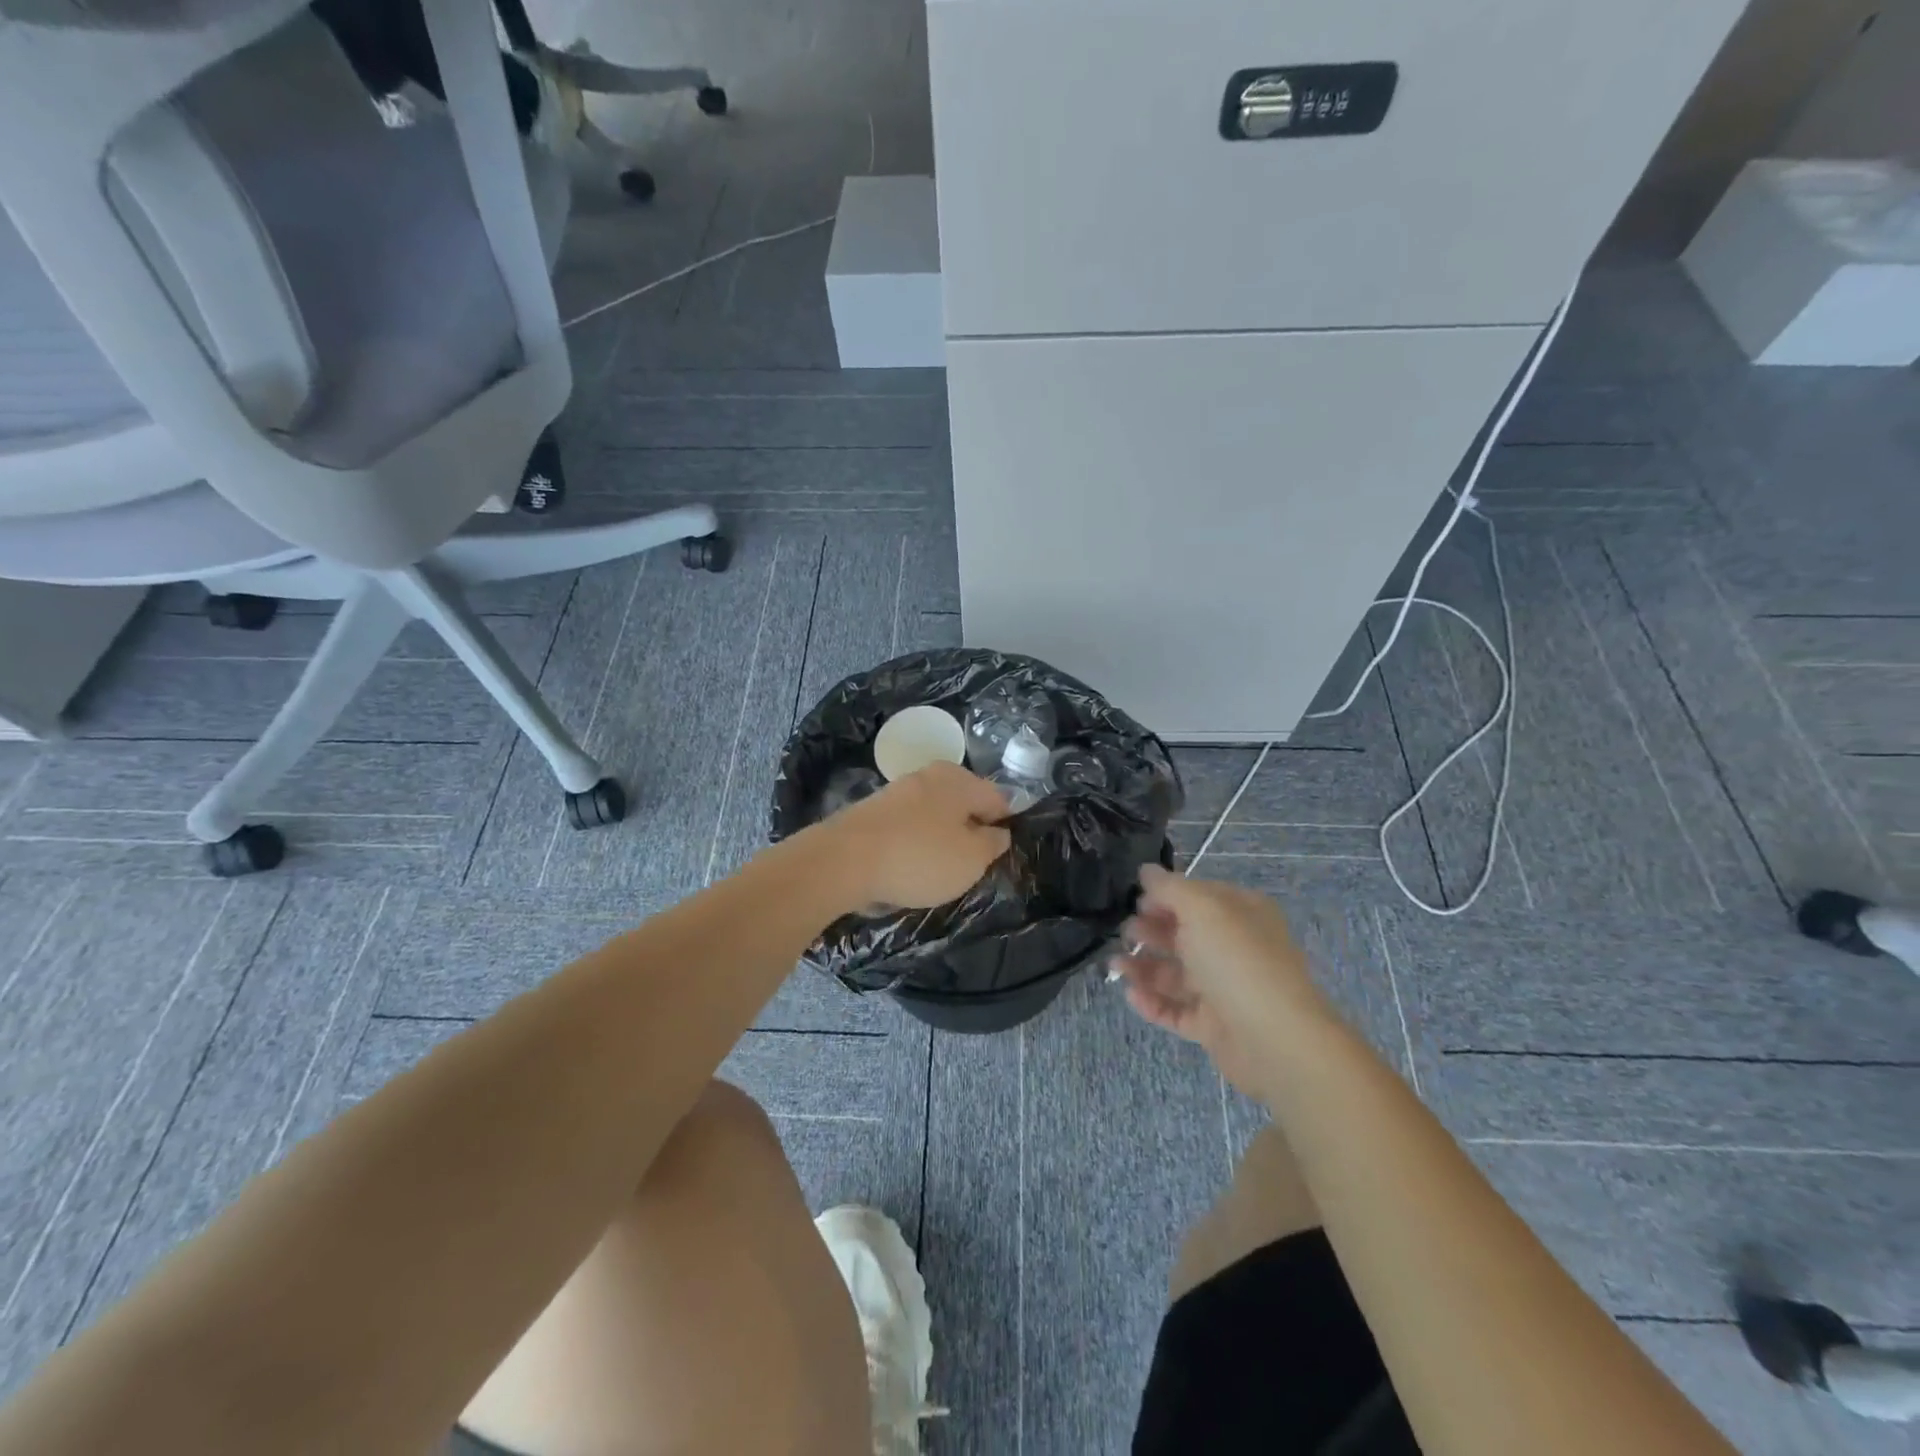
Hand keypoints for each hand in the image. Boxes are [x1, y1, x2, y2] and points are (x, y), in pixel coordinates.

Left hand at [819, 761, 1011, 911]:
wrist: (844, 860)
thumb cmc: (920, 858)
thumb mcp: (971, 859)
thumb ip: (992, 844)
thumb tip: (998, 832)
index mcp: (960, 779)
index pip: (998, 799)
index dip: (1005, 827)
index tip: (1000, 856)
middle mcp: (930, 775)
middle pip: (963, 804)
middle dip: (970, 832)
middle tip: (971, 867)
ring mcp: (898, 791)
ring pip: (934, 815)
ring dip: (940, 840)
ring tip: (938, 873)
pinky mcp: (873, 811)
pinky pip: (907, 828)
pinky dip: (913, 845)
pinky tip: (908, 869)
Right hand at [1109, 865, 1334, 1096]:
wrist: (1275, 1040)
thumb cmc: (1237, 961)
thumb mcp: (1202, 909)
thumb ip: (1170, 887)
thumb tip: (1147, 870)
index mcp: (1242, 914)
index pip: (1198, 896)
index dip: (1165, 896)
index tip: (1136, 901)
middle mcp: (1235, 948)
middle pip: (1184, 934)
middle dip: (1150, 931)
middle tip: (1124, 933)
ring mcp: (1224, 989)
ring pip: (1175, 974)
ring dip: (1143, 967)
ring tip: (1115, 966)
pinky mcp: (1214, 1026)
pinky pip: (1176, 1010)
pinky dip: (1153, 1002)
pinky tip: (1130, 994)